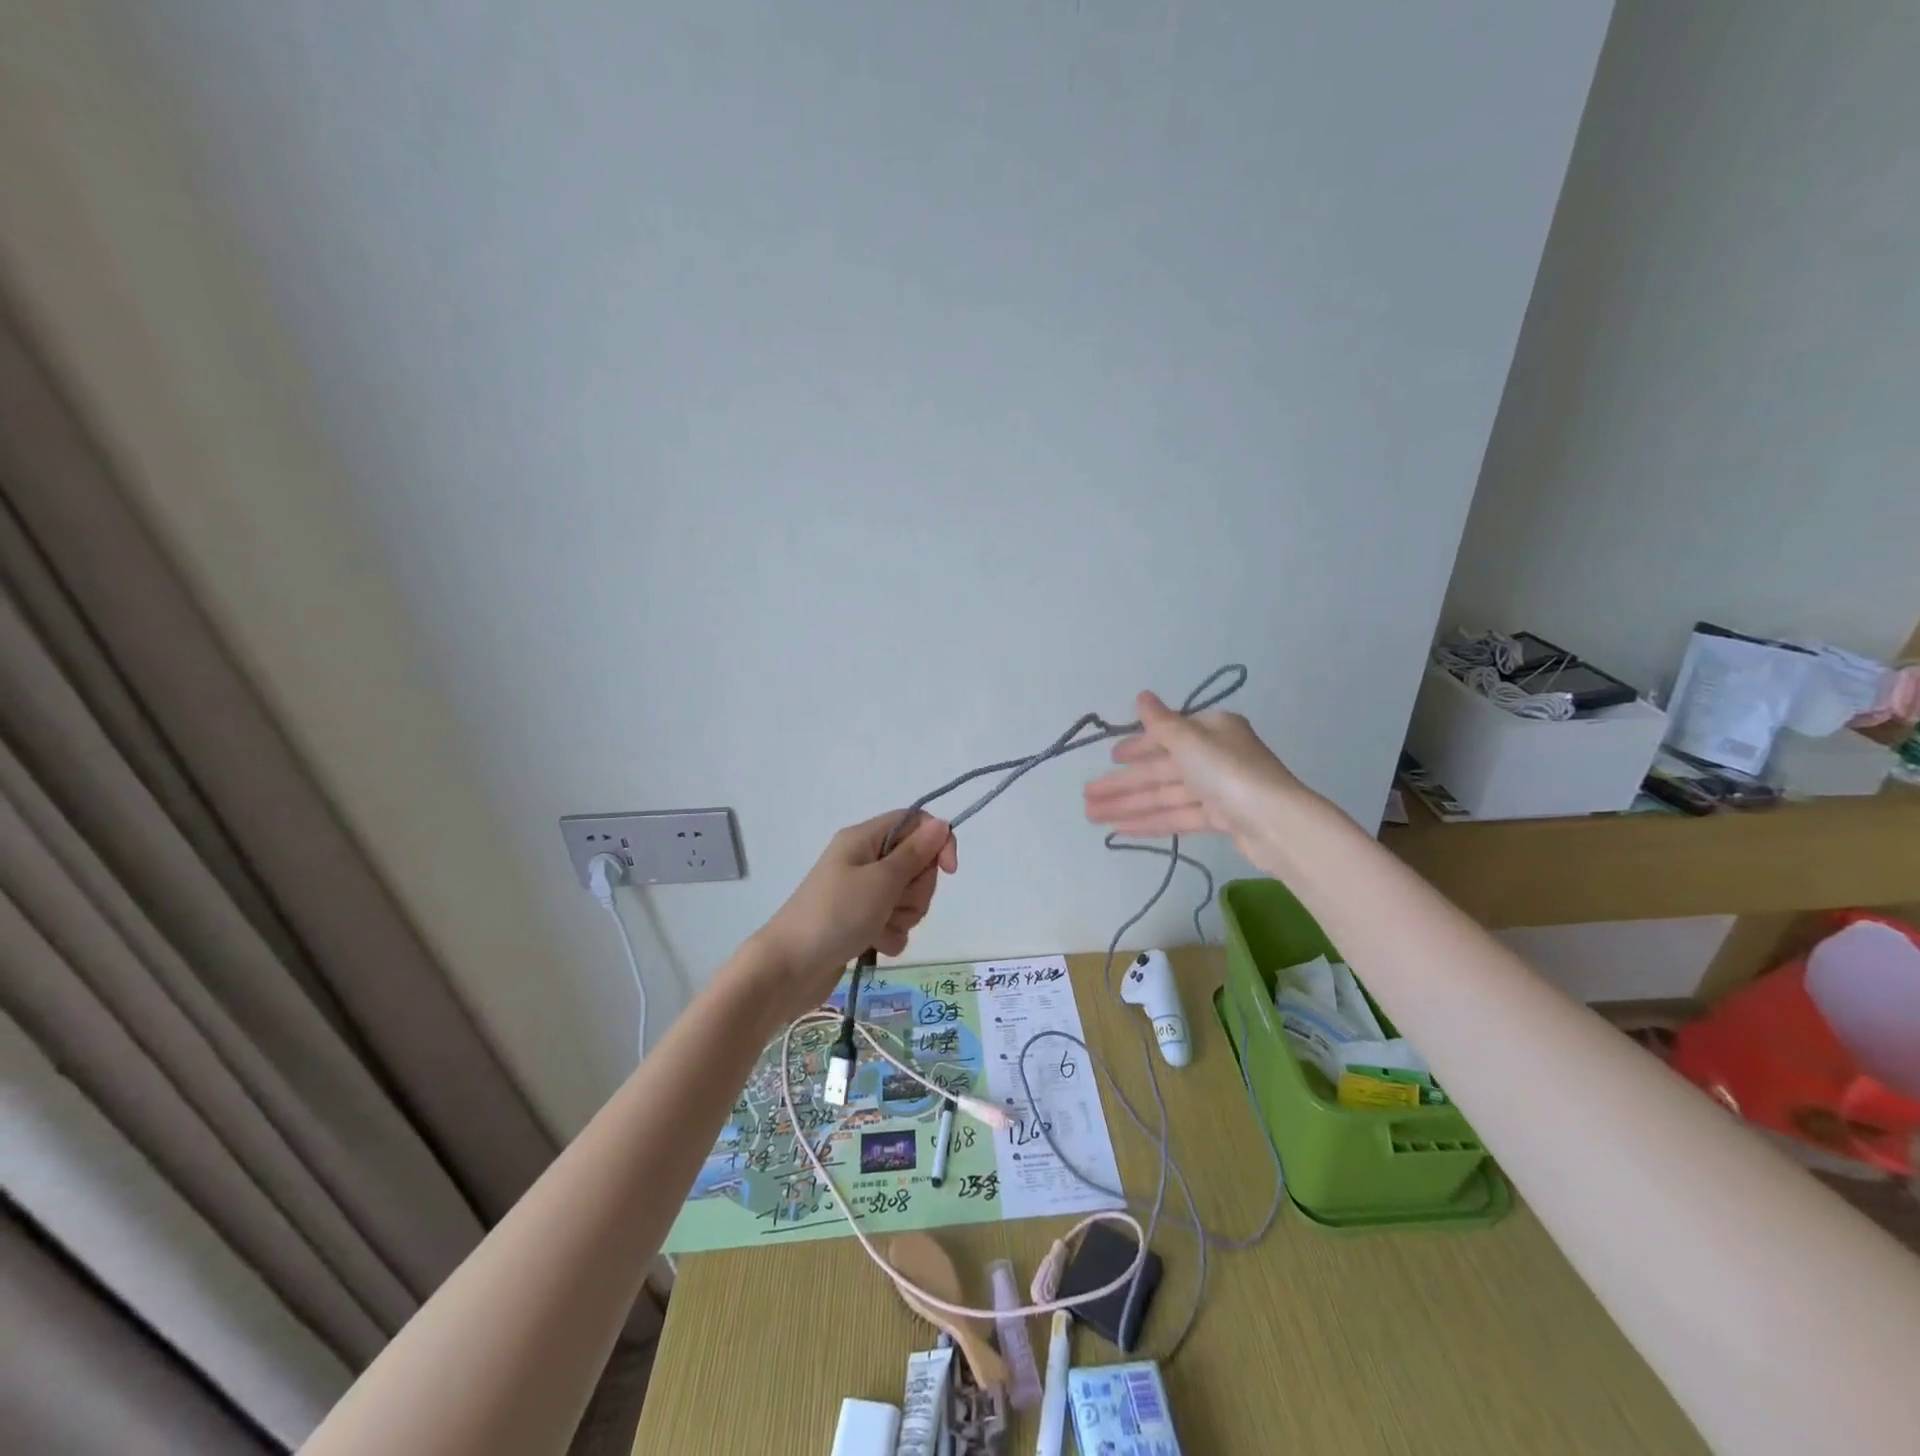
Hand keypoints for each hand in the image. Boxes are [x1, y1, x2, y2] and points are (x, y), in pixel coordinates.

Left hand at [748, 811, 957, 1022]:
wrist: (788, 969)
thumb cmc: (836, 915)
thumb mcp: (881, 880)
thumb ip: (915, 853)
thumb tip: (941, 823)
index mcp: (864, 838)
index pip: (915, 824)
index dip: (937, 843)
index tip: (948, 871)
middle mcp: (863, 860)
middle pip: (915, 863)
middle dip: (916, 889)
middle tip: (893, 903)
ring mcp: (861, 893)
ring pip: (907, 897)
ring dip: (903, 916)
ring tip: (880, 927)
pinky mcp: (860, 922)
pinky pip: (894, 922)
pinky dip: (891, 934)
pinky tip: (875, 945)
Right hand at [1083, 692, 1312, 868]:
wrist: (1276, 824)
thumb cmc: (1229, 773)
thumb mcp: (1190, 742)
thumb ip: (1161, 723)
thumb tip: (1141, 695)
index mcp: (1211, 730)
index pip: (1166, 737)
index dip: (1136, 748)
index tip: (1110, 758)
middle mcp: (1215, 756)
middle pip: (1160, 770)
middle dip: (1123, 784)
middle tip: (1087, 797)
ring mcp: (1218, 790)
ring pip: (1164, 795)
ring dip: (1128, 805)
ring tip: (1092, 817)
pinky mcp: (1220, 819)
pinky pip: (1177, 816)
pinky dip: (1150, 821)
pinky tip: (1121, 830)